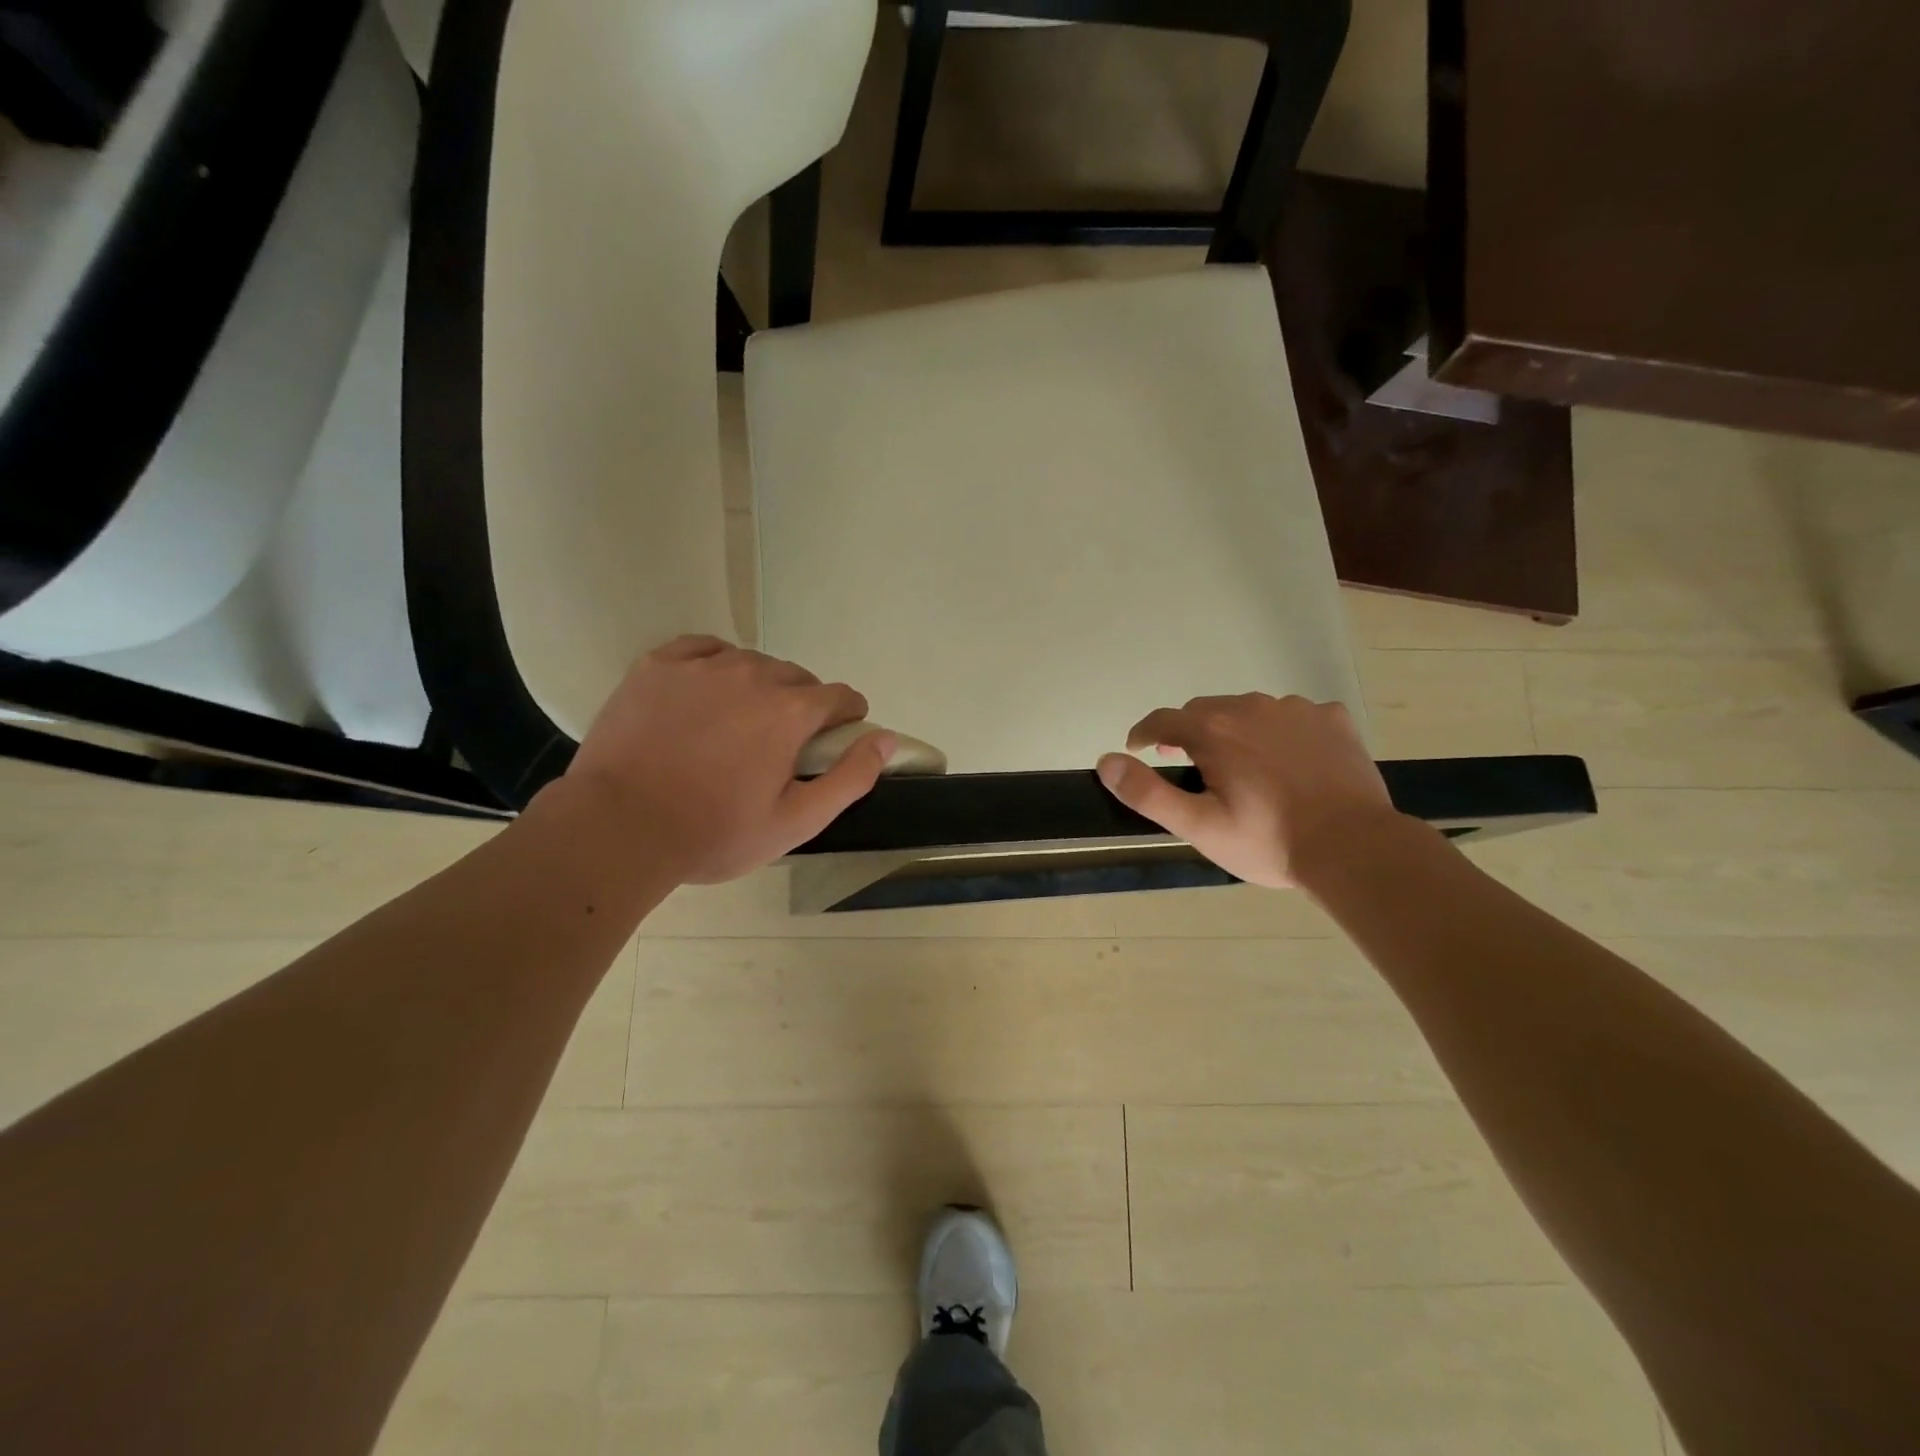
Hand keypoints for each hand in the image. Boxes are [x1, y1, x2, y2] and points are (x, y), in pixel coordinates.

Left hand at [559, 636, 894, 883]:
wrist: (618, 828)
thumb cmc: (714, 833)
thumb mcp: (796, 821)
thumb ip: (850, 776)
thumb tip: (887, 738)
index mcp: (791, 712)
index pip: (840, 696)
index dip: (845, 718)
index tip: (832, 739)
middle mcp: (753, 675)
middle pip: (797, 678)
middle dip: (800, 706)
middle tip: (778, 746)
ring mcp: (702, 666)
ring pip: (751, 663)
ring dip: (758, 687)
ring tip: (737, 724)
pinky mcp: (658, 665)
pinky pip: (704, 649)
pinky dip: (715, 665)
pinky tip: (706, 693)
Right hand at [1096, 694, 1398, 888]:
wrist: (1354, 847)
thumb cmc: (1268, 840)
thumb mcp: (1198, 826)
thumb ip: (1147, 793)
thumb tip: (1107, 761)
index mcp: (1213, 730)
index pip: (1161, 720)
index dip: (1143, 734)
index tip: (1137, 749)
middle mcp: (1251, 707)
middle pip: (1205, 710)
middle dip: (1190, 733)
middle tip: (1190, 766)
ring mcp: (1296, 709)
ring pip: (1250, 711)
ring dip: (1236, 731)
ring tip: (1244, 768)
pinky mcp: (1332, 719)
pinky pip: (1295, 716)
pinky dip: (1282, 731)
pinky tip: (1292, 760)